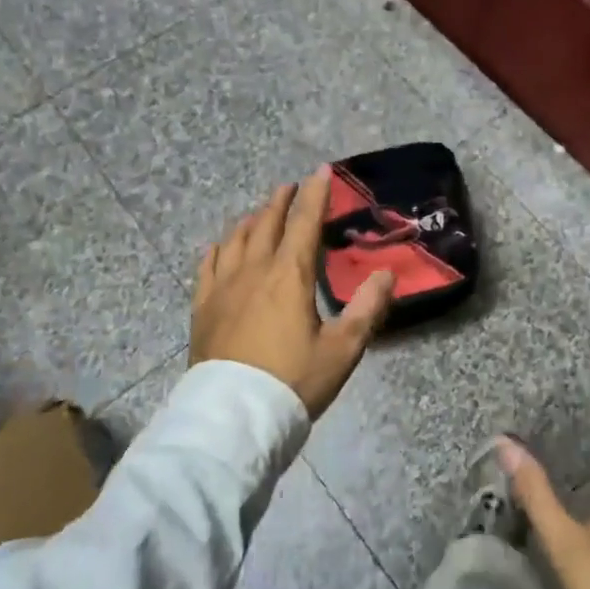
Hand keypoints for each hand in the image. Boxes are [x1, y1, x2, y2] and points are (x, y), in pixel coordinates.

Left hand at [190, 168, 395, 416]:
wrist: (234, 418)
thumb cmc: (293, 382)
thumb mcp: (342, 349)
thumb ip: (368, 309)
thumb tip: (386, 274)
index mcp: (290, 275)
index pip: (304, 222)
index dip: (315, 193)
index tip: (321, 169)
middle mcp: (254, 271)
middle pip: (267, 223)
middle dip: (281, 200)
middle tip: (291, 186)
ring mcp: (223, 287)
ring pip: (236, 239)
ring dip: (251, 220)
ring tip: (260, 213)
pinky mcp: (203, 307)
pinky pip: (208, 265)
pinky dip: (218, 248)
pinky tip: (220, 246)